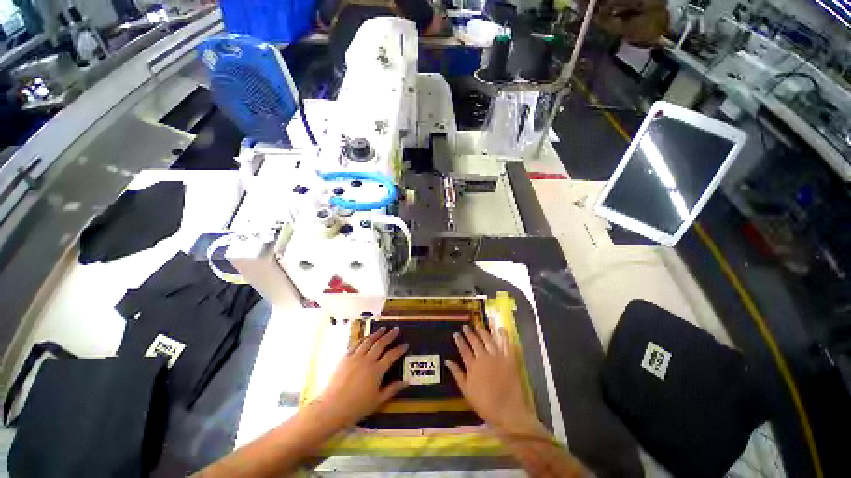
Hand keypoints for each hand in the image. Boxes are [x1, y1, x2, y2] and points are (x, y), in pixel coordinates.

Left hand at [312, 326, 408, 428]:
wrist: (331, 408)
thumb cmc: (356, 407)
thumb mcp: (377, 401)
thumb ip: (392, 389)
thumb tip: (406, 382)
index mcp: (377, 371)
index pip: (391, 355)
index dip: (400, 349)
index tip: (405, 344)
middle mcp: (367, 360)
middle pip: (381, 343)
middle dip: (390, 335)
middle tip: (396, 329)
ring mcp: (355, 357)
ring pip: (369, 341)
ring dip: (377, 333)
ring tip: (383, 328)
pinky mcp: (345, 357)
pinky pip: (356, 344)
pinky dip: (363, 338)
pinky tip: (366, 337)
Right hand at [446, 325, 545, 436]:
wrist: (507, 411)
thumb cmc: (484, 404)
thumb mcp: (466, 391)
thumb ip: (457, 374)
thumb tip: (447, 361)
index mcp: (473, 365)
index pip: (464, 349)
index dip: (459, 340)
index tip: (456, 333)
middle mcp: (484, 357)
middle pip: (475, 342)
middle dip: (469, 333)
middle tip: (465, 326)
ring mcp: (497, 357)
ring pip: (488, 340)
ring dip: (482, 331)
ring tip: (478, 326)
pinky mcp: (509, 359)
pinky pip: (506, 344)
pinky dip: (504, 335)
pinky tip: (500, 328)